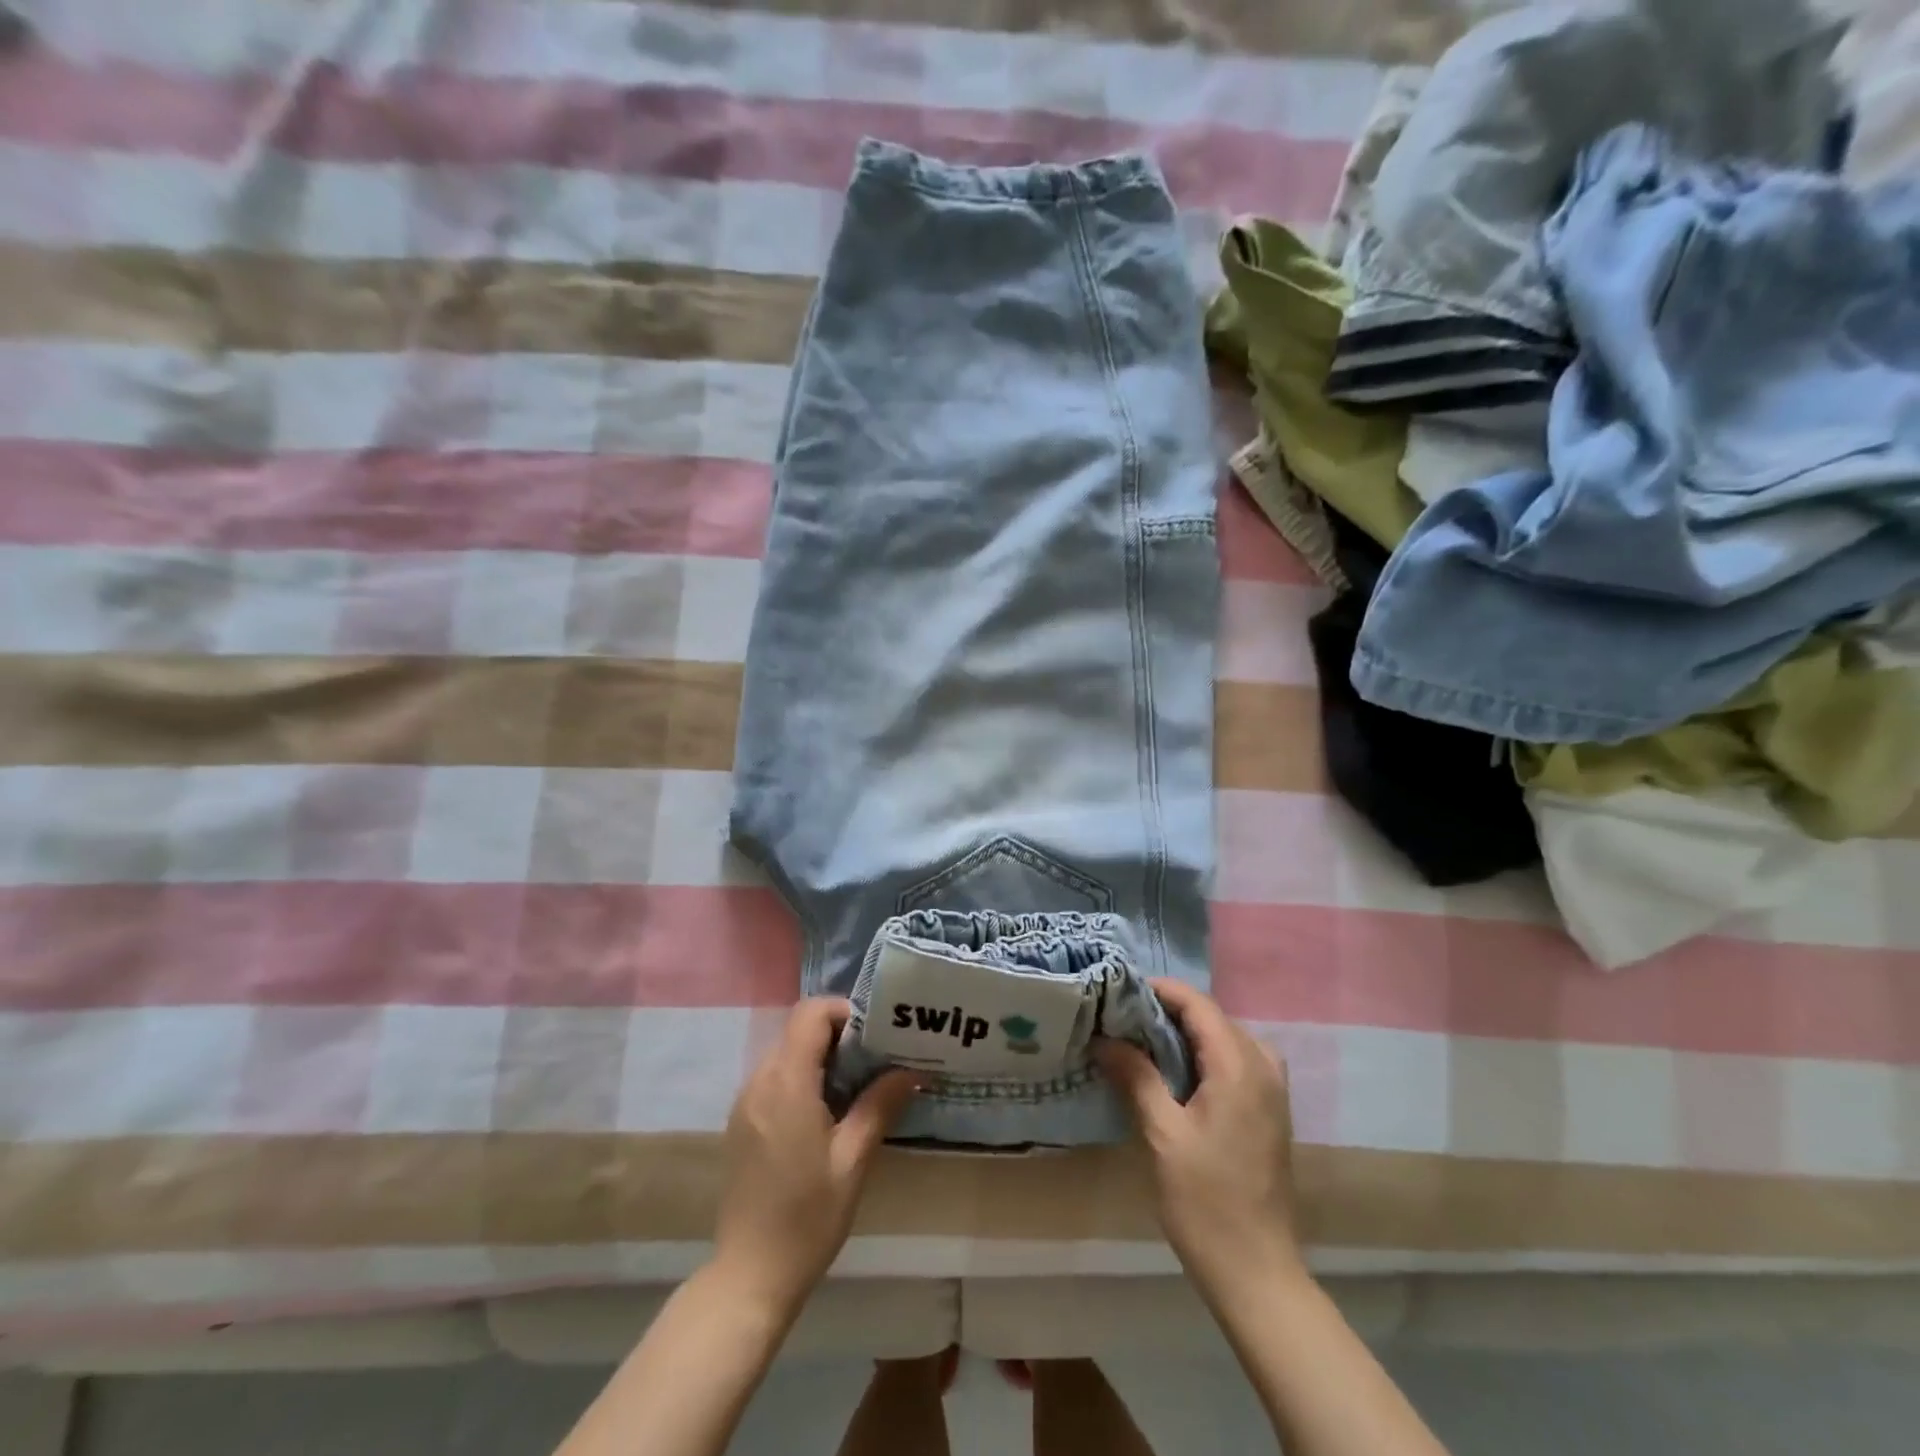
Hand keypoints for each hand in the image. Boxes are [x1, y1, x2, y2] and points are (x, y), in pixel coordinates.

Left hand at [711, 998, 919, 1316]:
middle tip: (876, 1058)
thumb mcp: (853, 1160)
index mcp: (787, 1083)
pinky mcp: (741, 1121)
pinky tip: (827, 1111)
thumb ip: (879, 1105)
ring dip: (820, 1056)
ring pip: (786, 1052)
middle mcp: (760, 1081)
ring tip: (857, 1085)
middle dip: (838, 1034)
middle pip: (798, 1029)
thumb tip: (910, 1070)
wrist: (750, 1275)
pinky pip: (774, 1077)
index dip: (843, 1011)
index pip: (810, 1013)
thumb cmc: (808, 1217)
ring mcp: (746, 1101)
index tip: (875, 1033)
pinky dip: (802, 1077)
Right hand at [1094, 980, 1303, 1294]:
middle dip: (1170, 1010)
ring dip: (1188, 1032)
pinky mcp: (1270, 1111)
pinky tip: (1177, 1073)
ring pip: (1227, 1037)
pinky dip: (1206, 1053)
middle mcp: (1262, 1068)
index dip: (1160, 991)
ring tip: (1145, 1042)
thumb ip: (1136, 1076)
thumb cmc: (1205, 1201)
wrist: (1256, 1272)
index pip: (1199, 1004)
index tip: (1120, 992)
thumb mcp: (1162, 1134)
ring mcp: (1272, 1091)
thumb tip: (1104, 1038)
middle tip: (1123, 1018)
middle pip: (1214, 1017)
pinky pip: (1238, 1060)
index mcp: (1239, 1067)